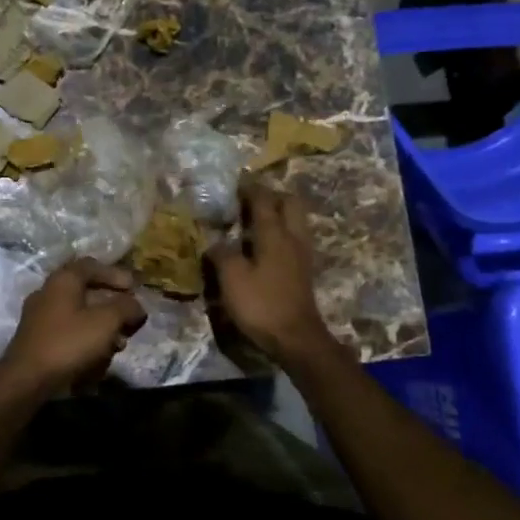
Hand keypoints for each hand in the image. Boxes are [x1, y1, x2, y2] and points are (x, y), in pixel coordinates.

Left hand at [0, 258, 147, 398]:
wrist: (26, 379)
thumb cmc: (69, 343)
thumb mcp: (106, 321)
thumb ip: (126, 308)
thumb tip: (137, 306)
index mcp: (63, 280)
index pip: (91, 265)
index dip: (115, 274)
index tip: (134, 288)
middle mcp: (48, 293)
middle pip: (86, 292)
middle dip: (112, 307)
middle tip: (130, 320)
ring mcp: (40, 317)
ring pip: (79, 315)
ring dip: (102, 327)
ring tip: (119, 345)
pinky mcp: (38, 340)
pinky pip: (68, 333)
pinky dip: (86, 340)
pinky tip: (98, 359)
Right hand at [206, 179, 334, 363]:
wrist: (296, 338)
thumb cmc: (262, 304)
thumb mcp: (232, 278)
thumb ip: (222, 254)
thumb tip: (215, 242)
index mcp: (274, 234)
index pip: (263, 200)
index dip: (250, 187)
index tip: (237, 180)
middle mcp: (292, 237)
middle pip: (289, 203)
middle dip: (271, 195)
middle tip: (250, 199)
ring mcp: (302, 254)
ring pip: (295, 220)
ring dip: (278, 213)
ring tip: (255, 220)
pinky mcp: (303, 271)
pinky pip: (293, 238)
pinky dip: (280, 232)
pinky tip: (264, 245)